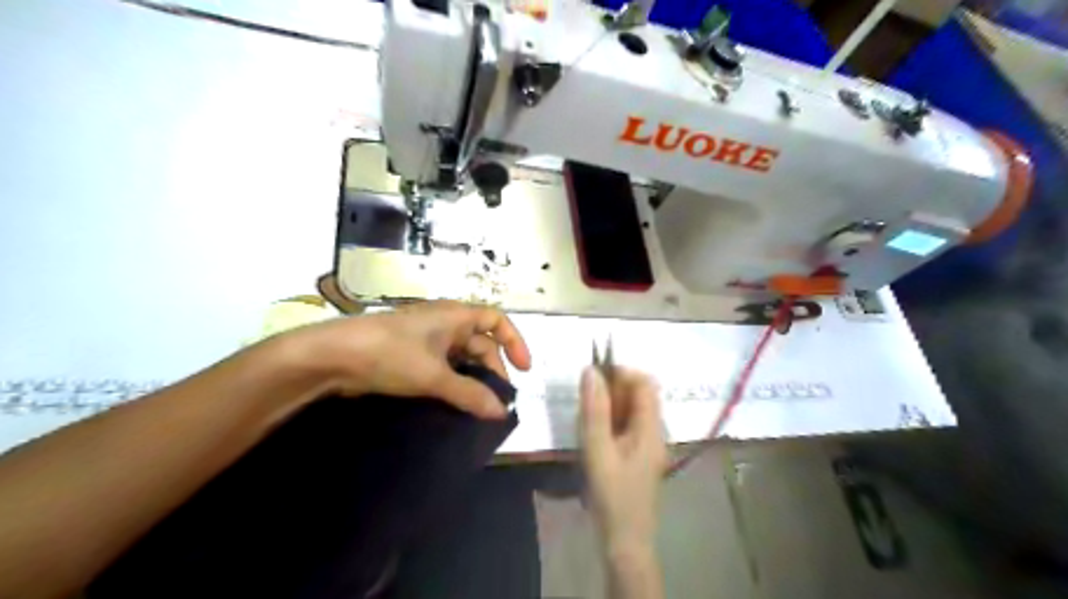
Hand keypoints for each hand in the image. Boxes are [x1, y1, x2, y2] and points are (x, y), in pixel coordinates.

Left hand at [291, 302, 532, 418]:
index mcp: (455, 316)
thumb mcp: (434, 375)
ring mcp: (426, 340)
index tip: (523, 370)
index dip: (515, 342)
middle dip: (493, 369)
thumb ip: (470, 393)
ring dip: (472, 380)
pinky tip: (454, 404)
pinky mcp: (410, 356)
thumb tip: (501, 412)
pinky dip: (453, 384)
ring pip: (461, 358)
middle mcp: (445, 323)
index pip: (497, 320)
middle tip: (496, 400)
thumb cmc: (389, 354)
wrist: (332, 357)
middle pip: (481, 343)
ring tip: (478, 407)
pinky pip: (443, 368)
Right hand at [581, 367, 665, 554]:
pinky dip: (610, 421)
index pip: (645, 383)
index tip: (593, 378)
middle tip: (584, 400)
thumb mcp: (597, 449)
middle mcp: (655, 432)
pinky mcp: (639, 456)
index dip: (621, 373)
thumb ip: (594, 409)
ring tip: (585, 417)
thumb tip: (591, 371)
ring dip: (609, 406)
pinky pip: (627, 426)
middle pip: (639, 395)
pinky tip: (593, 434)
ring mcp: (648, 445)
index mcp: (651, 428)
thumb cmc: (612, 495)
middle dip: (612, 389)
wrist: (625, 542)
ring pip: (631, 410)